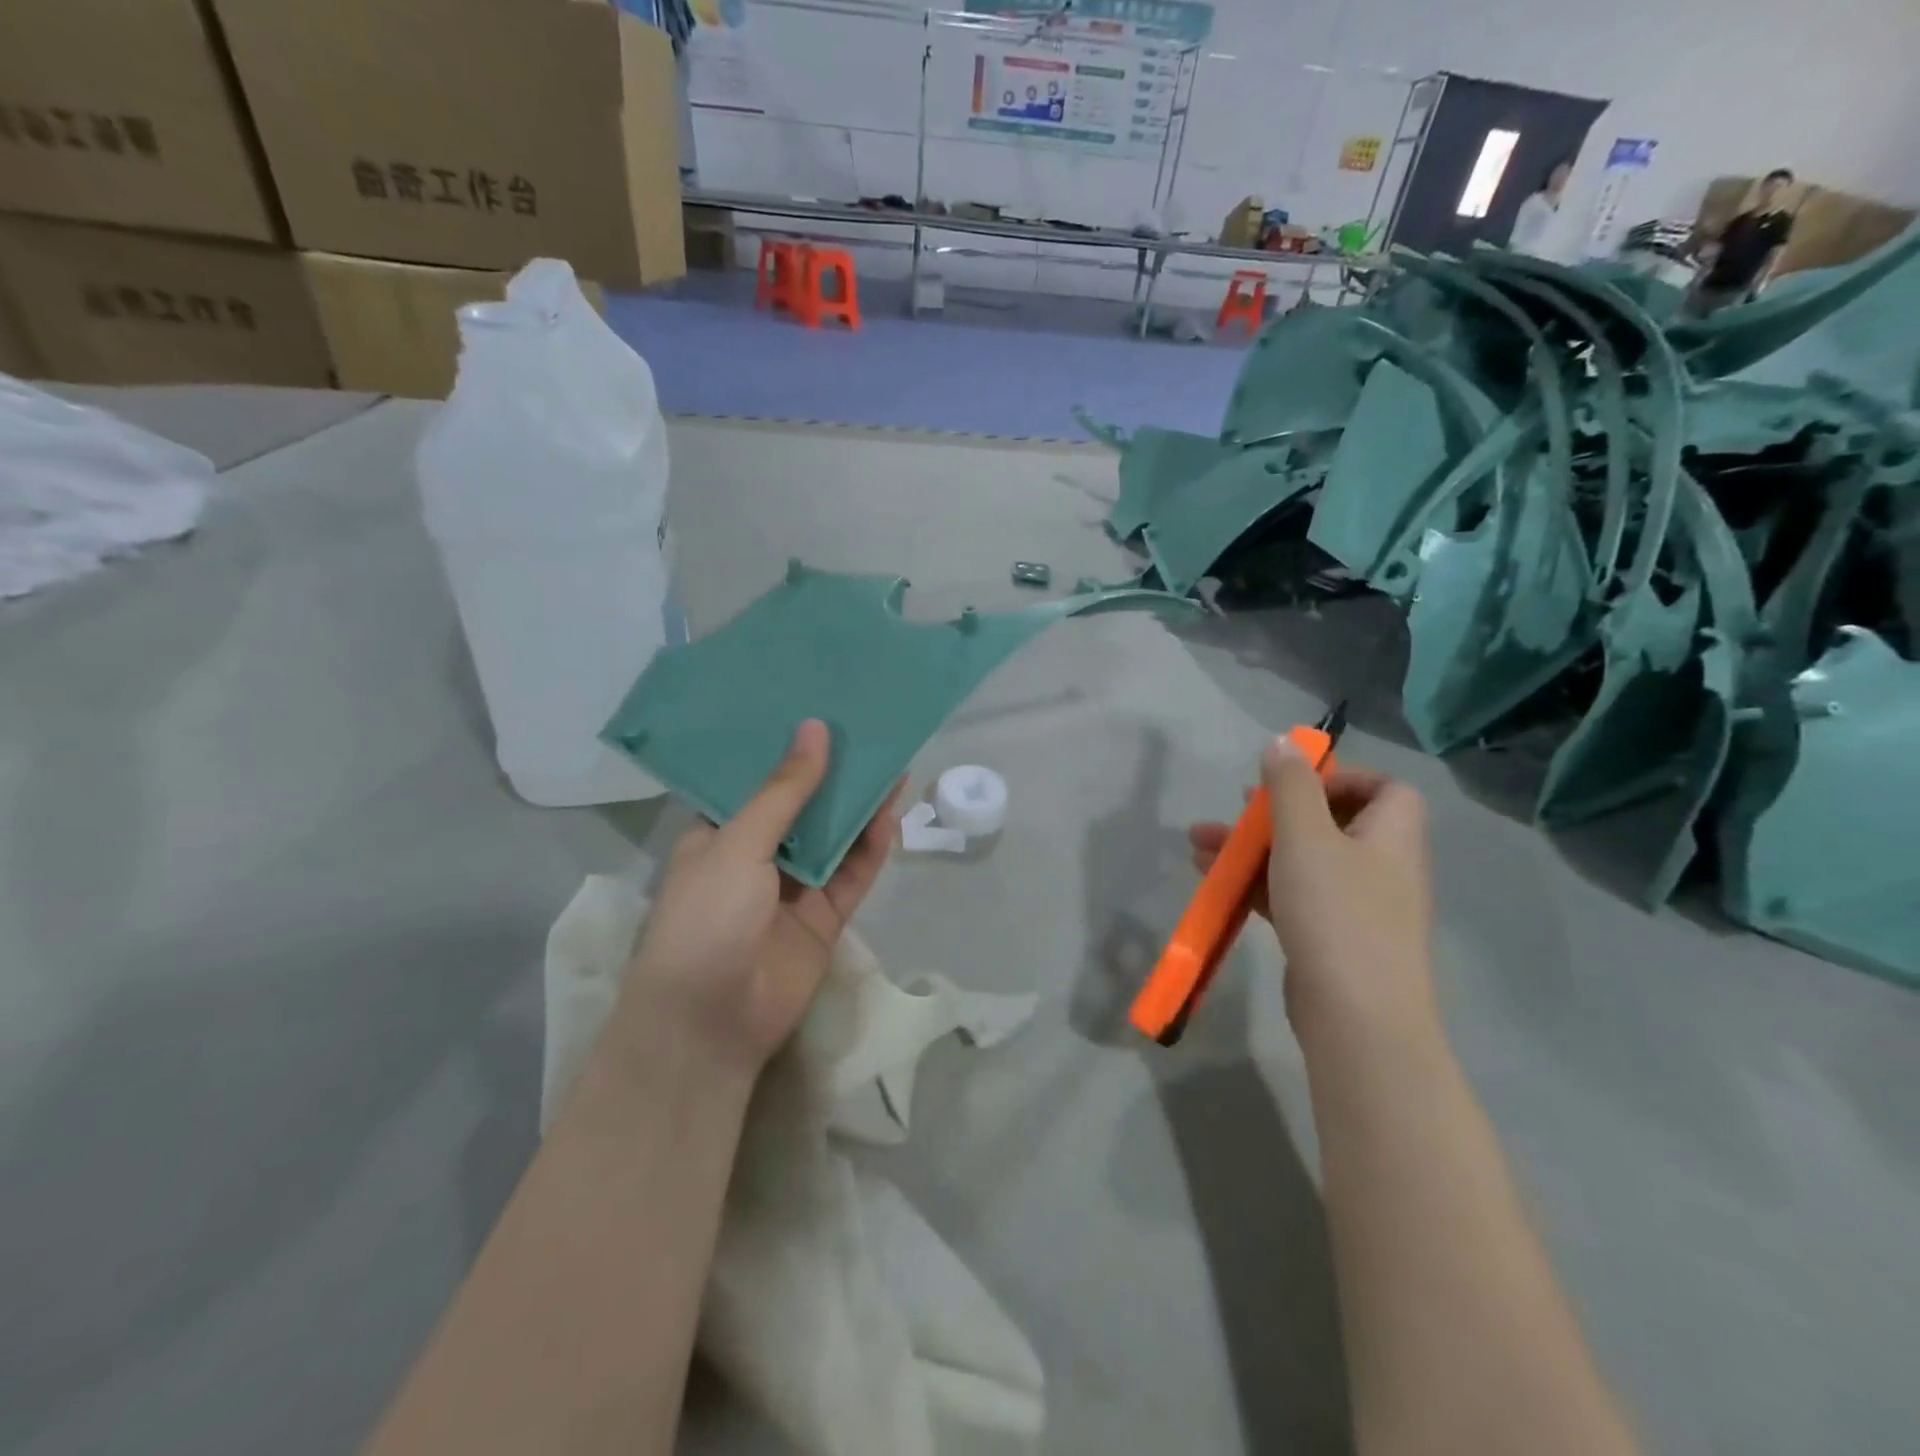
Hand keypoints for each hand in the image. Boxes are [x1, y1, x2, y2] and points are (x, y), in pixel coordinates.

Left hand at [620, 720, 899, 1074]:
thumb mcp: (739, 844)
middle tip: (864, 730)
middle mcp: (757, 856)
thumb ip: (784, 791)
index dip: (786, 750)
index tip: (817, 712)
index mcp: (720, 834)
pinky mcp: (824, 918)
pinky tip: (890, 812)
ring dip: (857, 805)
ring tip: (889, 759)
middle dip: (831, 773)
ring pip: (833, 838)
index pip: (756, 781)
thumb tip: (815, 729)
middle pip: (802, 807)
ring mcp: (793, 889)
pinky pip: (852, 874)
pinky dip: (870, 847)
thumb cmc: (706, 919)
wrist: (711, 1022)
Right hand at [1188, 736, 1434, 1050]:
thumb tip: (1283, 741)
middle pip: (1331, 822)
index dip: (1341, 777)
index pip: (1386, 788)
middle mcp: (1381, 867)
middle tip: (1237, 809)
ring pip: (1302, 860)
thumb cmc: (1336, 914)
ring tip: (1199, 845)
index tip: (1293, 783)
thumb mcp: (1306, 837)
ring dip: (1253, 848)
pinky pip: (1292, 896)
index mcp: (1392, 836)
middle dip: (1275, 812)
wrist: (1356, 1019)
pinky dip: (1256, 883)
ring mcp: (1356, 907)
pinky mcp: (1330, 938)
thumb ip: (1291, 786)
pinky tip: (1214, 880)